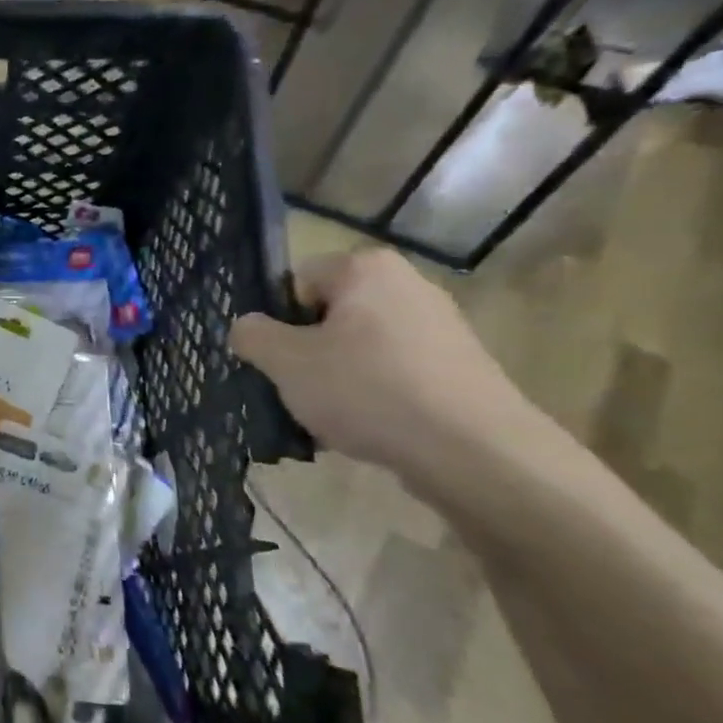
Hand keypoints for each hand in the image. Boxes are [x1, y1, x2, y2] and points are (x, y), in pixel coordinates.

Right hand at [230, 248, 535, 486]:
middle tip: (294, 389)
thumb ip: (252, 335)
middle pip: (327, 315)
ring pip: (357, 347)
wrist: (475, 452)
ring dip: (334, 378)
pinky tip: (365, 429)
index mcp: (365, 269)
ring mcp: (439, 327)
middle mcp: (407, 285)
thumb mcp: (286, 362)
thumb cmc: (367, 390)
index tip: (275, 359)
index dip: (276, 320)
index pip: (295, 282)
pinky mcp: (458, 367)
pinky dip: (371, 396)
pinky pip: (392, 373)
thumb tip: (247, 327)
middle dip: (305, 351)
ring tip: (327, 418)